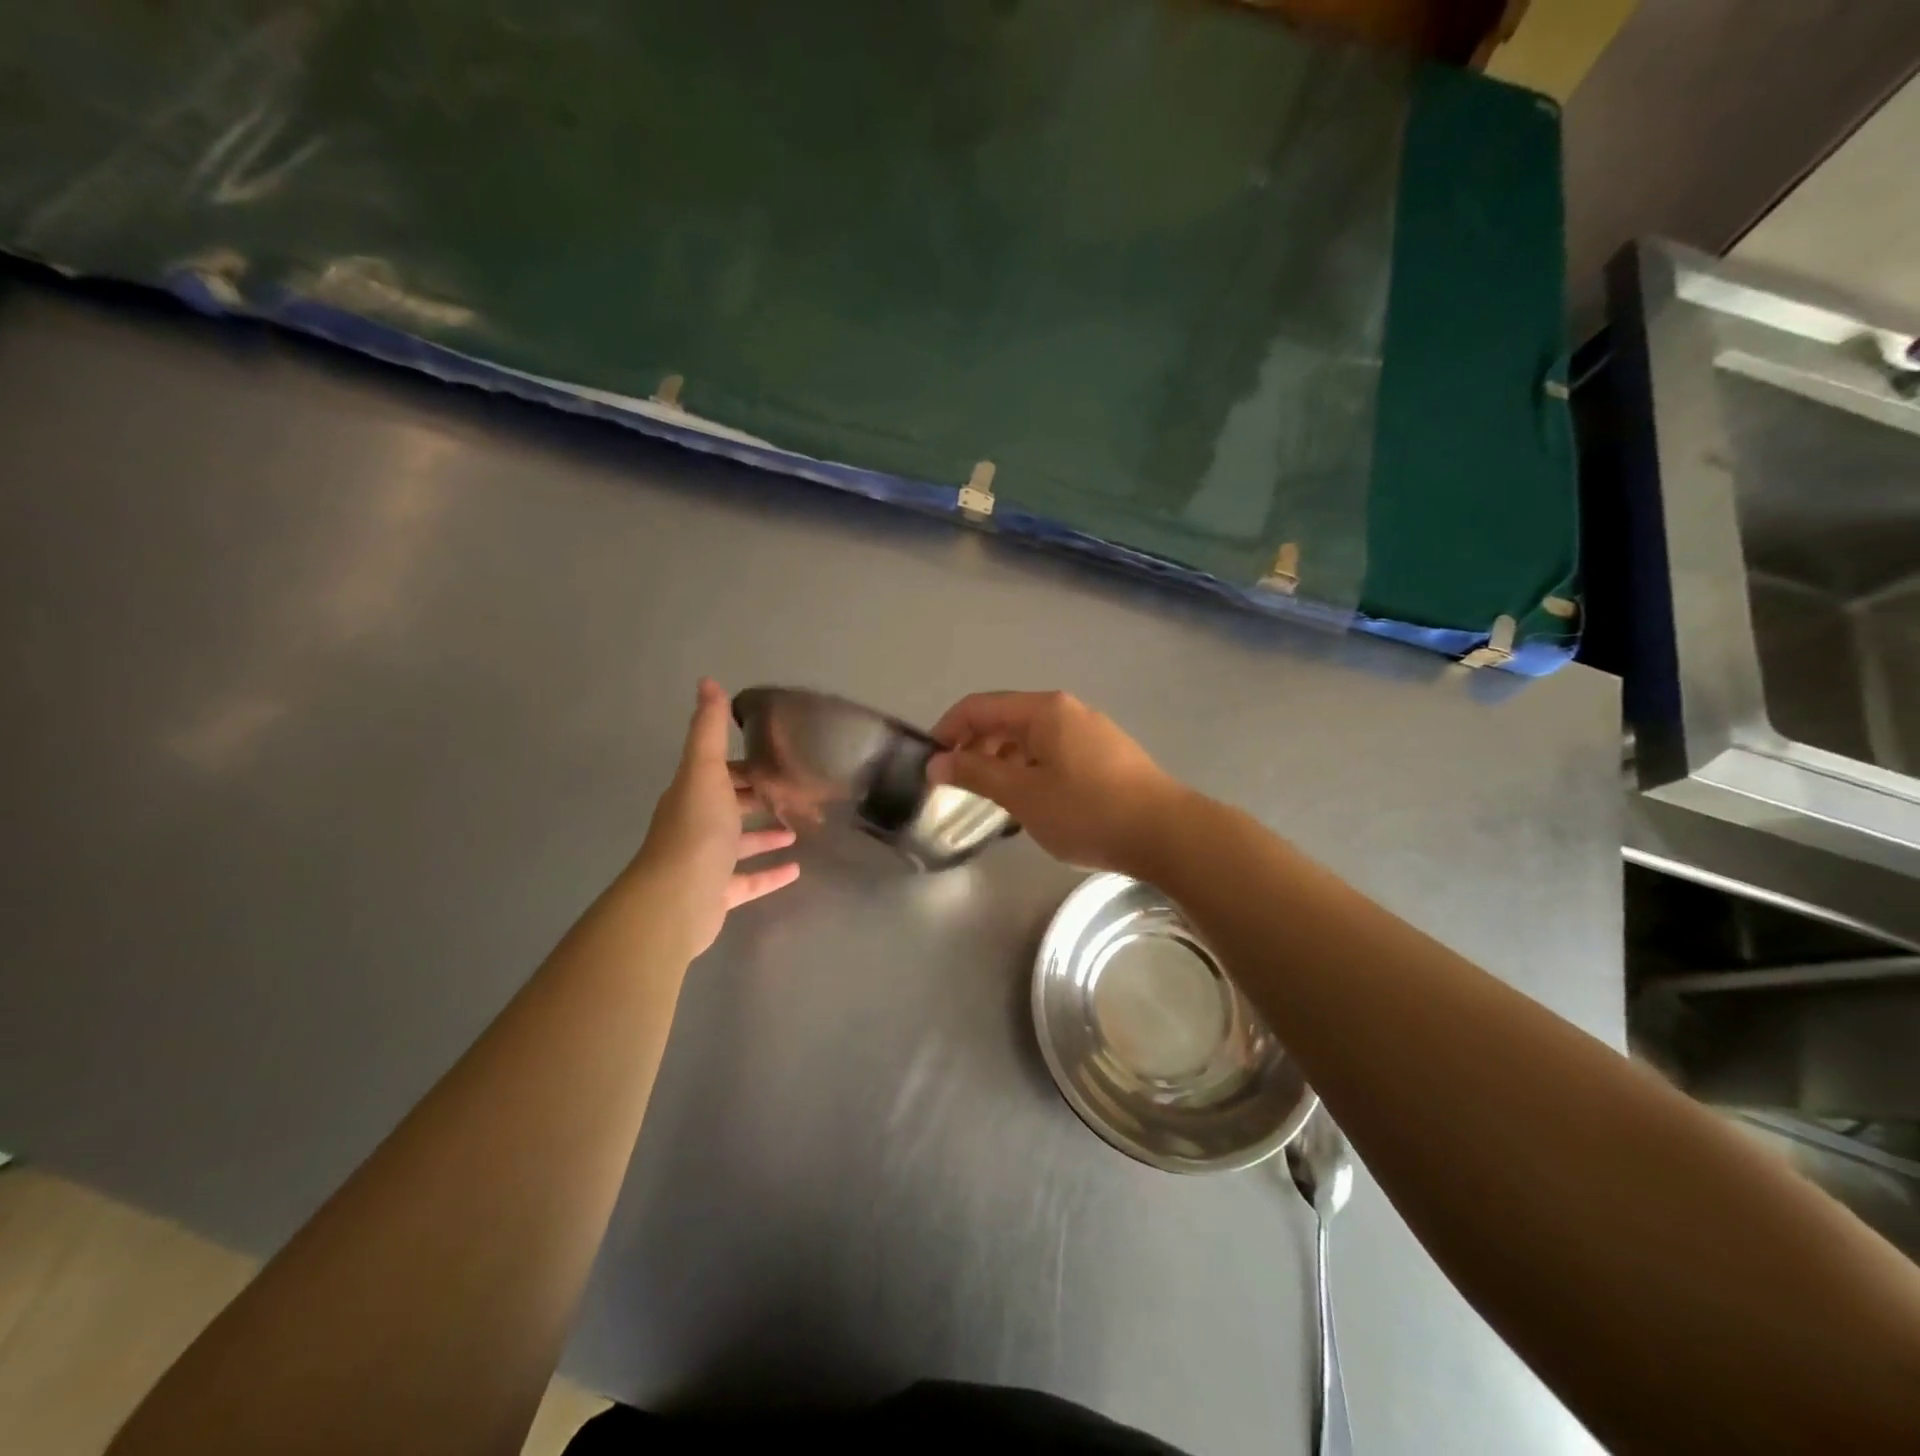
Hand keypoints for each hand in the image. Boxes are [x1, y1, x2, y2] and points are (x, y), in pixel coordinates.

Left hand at [633, 678, 799, 956]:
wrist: (676, 898)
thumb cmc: (695, 829)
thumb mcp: (705, 770)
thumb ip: (709, 730)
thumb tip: (707, 680)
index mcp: (693, 794)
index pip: (721, 773)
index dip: (746, 765)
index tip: (778, 759)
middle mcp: (697, 825)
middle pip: (732, 807)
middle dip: (759, 798)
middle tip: (797, 792)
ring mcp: (707, 862)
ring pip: (740, 844)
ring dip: (766, 836)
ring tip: (798, 829)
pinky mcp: (719, 894)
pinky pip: (749, 880)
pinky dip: (771, 874)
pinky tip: (797, 870)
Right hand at [926, 691, 1186, 875]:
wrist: (1166, 833)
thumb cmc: (1087, 811)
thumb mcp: (1022, 795)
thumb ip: (975, 774)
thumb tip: (936, 762)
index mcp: (1043, 710)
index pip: (978, 707)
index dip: (947, 731)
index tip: (930, 764)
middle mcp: (1066, 710)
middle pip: (1004, 719)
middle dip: (974, 748)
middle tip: (957, 785)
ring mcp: (1090, 730)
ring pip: (1030, 738)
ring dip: (1002, 761)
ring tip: (991, 797)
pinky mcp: (1105, 754)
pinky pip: (1053, 751)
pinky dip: (1030, 768)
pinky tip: (1031, 800)